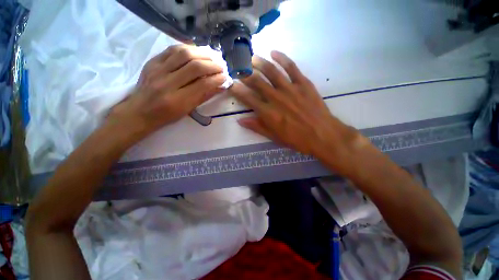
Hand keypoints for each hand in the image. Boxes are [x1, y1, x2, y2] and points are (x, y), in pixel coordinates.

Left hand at [108, 44, 225, 142]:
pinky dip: (188, 48)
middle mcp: (167, 83)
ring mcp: (158, 70)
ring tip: (211, 57)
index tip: (225, 77)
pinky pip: (172, 49)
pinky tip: (196, 51)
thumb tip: (220, 86)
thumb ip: (204, 96)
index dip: (217, 79)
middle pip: (194, 67)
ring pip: (183, 54)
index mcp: (178, 100)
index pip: (202, 85)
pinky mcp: (152, 61)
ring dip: (202, 53)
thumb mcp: (188, 110)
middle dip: (212, 65)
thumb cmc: (167, 115)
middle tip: (221, 67)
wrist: (139, 111)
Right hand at [229, 51, 366, 173]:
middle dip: (246, 74)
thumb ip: (257, 127)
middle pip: (257, 82)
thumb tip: (240, 120)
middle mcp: (276, 98)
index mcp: (268, 113)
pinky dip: (282, 58)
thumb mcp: (274, 137)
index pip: (248, 98)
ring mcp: (290, 89)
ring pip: (272, 72)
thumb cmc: (296, 139)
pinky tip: (274, 53)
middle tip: (239, 67)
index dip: (237, 90)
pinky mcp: (303, 83)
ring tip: (252, 58)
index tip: (231, 83)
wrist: (322, 135)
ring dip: (260, 63)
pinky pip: (291, 68)